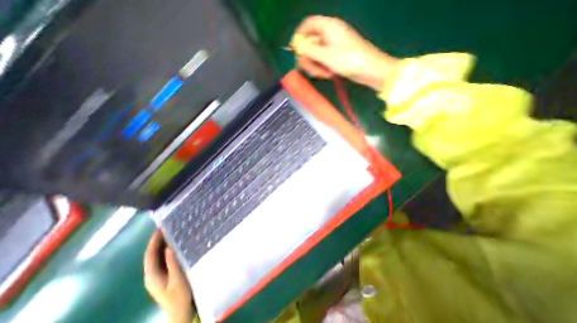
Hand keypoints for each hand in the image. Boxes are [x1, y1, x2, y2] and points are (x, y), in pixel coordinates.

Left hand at [144, 232, 195, 322]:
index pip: (149, 255)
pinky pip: (162, 260)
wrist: (180, 312)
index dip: (154, 241)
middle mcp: (151, 275)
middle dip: (157, 241)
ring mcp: (157, 276)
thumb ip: (172, 263)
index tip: (160, 228)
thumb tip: (168, 247)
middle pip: (151, 255)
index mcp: (152, 275)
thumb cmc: (179, 295)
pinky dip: (166, 251)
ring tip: (171, 233)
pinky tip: (174, 246)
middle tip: (167, 227)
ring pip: (156, 257)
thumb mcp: (177, 278)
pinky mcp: (163, 276)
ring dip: (162, 245)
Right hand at [295, 15, 399, 90]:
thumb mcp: (326, 55)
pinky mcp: (334, 57)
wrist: (368, 69)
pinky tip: (327, 74)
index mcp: (328, 27)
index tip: (294, 50)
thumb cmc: (349, 59)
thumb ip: (309, 50)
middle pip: (309, 43)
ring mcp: (332, 47)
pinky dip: (322, 69)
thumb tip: (297, 46)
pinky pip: (322, 61)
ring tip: (323, 74)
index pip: (308, 24)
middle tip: (309, 70)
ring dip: (315, 66)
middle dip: (308, 58)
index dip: (299, 35)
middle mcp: (329, 35)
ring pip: (315, 55)